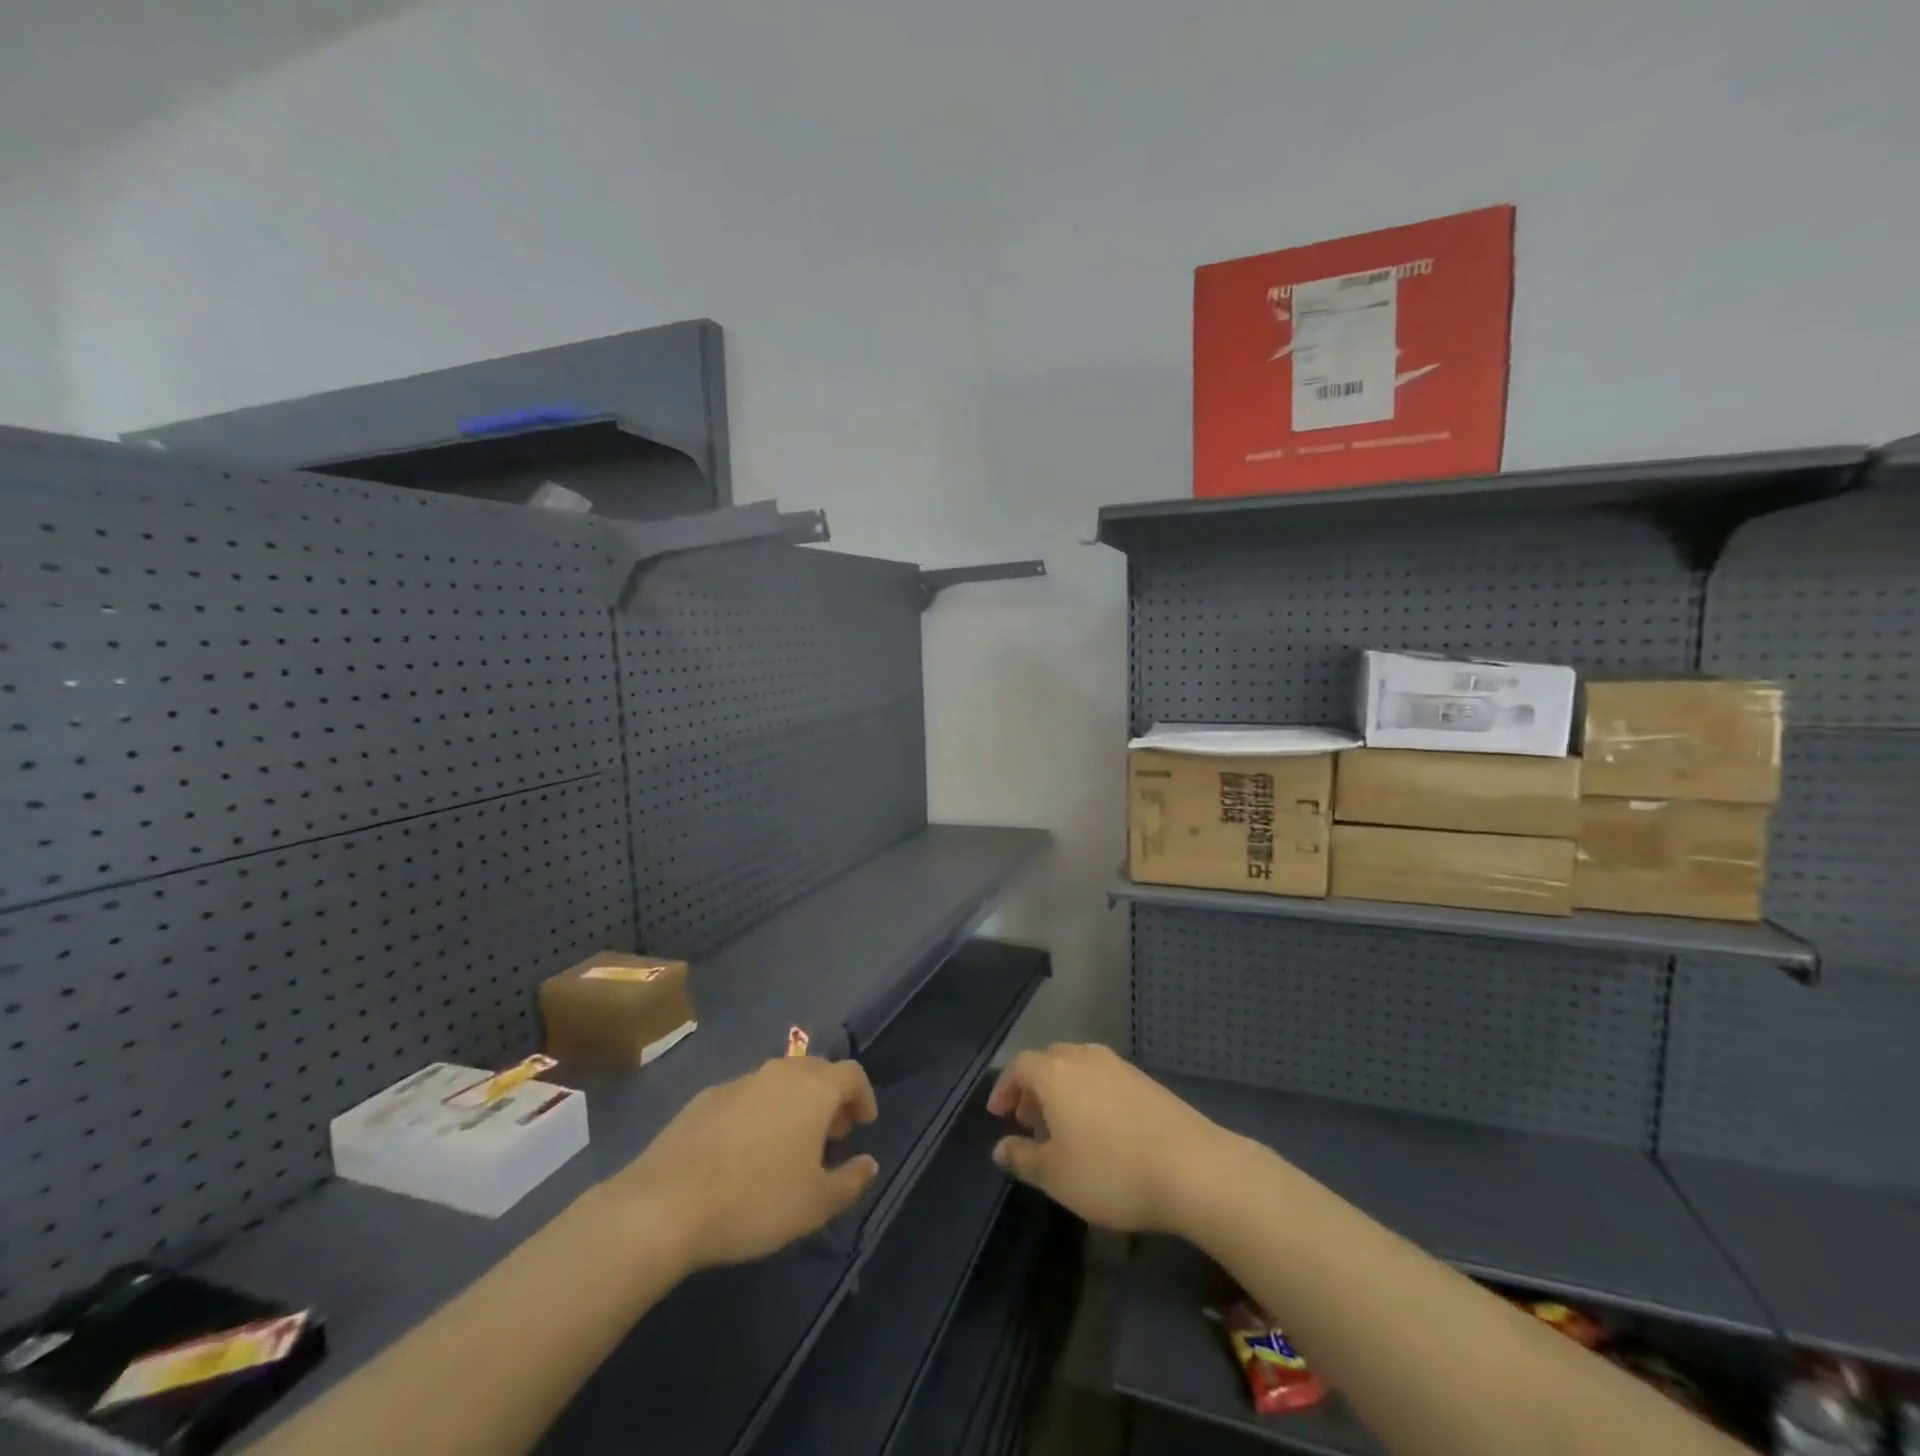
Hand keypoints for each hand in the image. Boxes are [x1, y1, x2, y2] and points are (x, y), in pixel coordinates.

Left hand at [601, 1057, 880, 1272]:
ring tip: (789, 1145)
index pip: (852, 1074)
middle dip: (830, 1098)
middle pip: (816, 1071)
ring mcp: (739, 1081)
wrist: (667, 1204)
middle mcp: (779, 1073)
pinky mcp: (705, 1098)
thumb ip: (850, 1181)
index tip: (863, 1124)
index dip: (863, 1096)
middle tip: (831, 1135)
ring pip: (779, 1082)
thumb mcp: (815, 1204)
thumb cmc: (756, 1201)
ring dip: (794, 1104)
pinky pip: (746, 1096)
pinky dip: (759, 1113)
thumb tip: (869, 1163)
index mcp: (813, 1089)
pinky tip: (745, 1152)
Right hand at [987, 1043, 1237, 1234]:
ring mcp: (1118, 1066)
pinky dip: (1089, 1094)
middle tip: (1029, 1121)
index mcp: (1055, 1073)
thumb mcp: (1056, 1175)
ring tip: (1064, 1128)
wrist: (1192, 1168)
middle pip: (1048, 1060)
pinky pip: (1103, 1077)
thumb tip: (1000, 1147)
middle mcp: (1084, 1058)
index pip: (1019, 1066)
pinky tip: (1100, 1129)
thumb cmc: (1111, 1171)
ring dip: (1062, 1090)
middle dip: (1033, 1087)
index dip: (1005, 1088)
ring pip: (1078, 1066)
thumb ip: (1023, 1158)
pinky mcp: (1145, 1081)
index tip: (999, 1115)